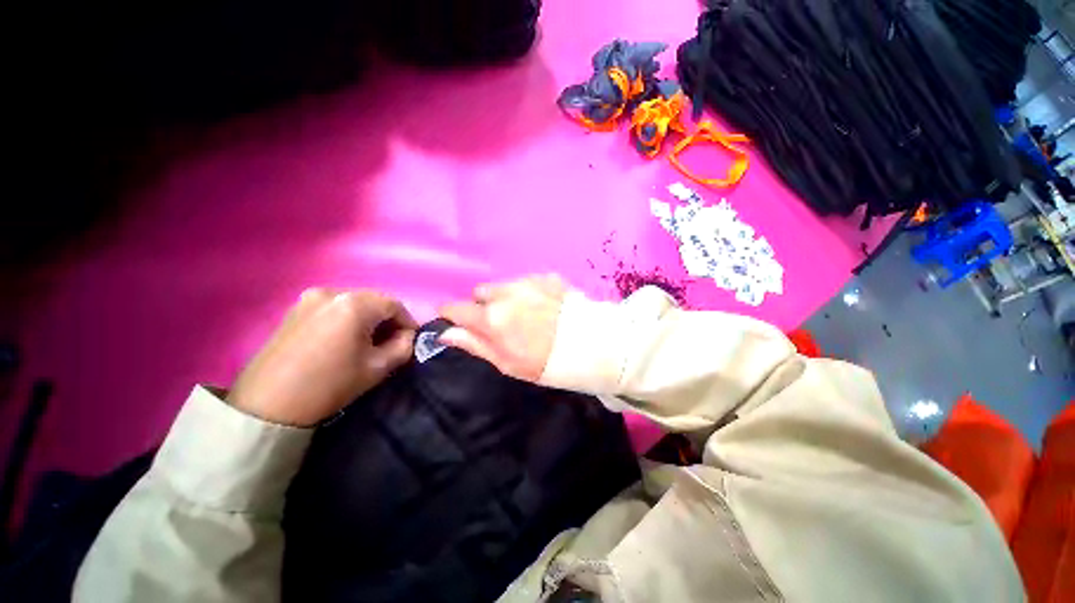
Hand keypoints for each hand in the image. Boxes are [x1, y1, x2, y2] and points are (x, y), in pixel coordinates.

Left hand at [228, 289, 416, 426]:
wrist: (268, 405)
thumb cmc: (330, 384)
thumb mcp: (378, 368)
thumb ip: (403, 346)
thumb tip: (406, 336)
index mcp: (354, 304)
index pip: (394, 304)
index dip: (407, 321)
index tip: (410, 340)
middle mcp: (332, 292)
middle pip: (373, 300)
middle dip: (387, 319)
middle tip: (390, 342)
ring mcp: (309, 298)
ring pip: (354, 303)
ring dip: (368, 319)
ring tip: (367, 342)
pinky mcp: (295, 309)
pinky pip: (334, 307)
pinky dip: (347, 319)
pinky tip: (344, 339)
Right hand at [439, 275, 567, 381]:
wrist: (592, 347)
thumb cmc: (546, 364)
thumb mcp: (507, 363)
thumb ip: (475, 344)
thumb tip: (446, 333)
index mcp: (493, 317)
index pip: (456, 308)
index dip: (450, 314)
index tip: (453, 320)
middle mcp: (506, 293)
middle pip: (481, 293)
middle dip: (483, 305)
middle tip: (499, 323)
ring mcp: (528, 282)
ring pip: (504, 286)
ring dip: (506, 298)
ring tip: (525, 315)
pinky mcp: (547, 278)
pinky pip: (526, 282)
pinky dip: (527, 293)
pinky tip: (543, 307)